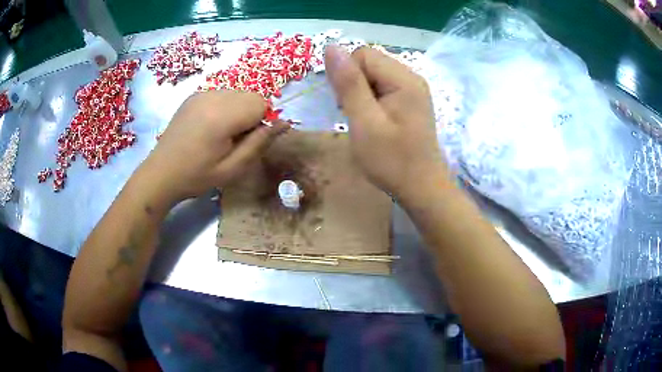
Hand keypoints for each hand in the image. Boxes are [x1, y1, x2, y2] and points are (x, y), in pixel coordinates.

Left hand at [142, 90, 287, 203]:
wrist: (161, 173)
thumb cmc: (197, 176)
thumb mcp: (232, 168)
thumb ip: (260, 143)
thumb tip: (284, 123)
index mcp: (222, 115)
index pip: (261, 103)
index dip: (261, 122)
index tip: (248, 142)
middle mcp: (213, 96)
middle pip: (250, 95)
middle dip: (251, 115)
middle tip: (234, 140)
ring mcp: (201, 94)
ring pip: (237, 93)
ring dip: (238, 110)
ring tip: (221, 134)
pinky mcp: (194, 96)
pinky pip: (221, 95)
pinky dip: (224, 107)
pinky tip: (210, 126)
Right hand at [325, 46, 446, 199]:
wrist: (421, 187)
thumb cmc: (391, 160)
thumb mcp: (364, 122)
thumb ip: (348, 83)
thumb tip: (330, 47)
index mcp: (403, 79)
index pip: (362, 54)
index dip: (346, 75)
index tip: (345, 104)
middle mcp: (411, 77)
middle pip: (369, 62)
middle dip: (353, 83)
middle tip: (354, 114)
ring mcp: (413, 88)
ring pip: (374, 74)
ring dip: (360, 92)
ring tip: (364, 119)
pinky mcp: (411, 100)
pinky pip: (383, 86)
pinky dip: (371, 99)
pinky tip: (374, 120)